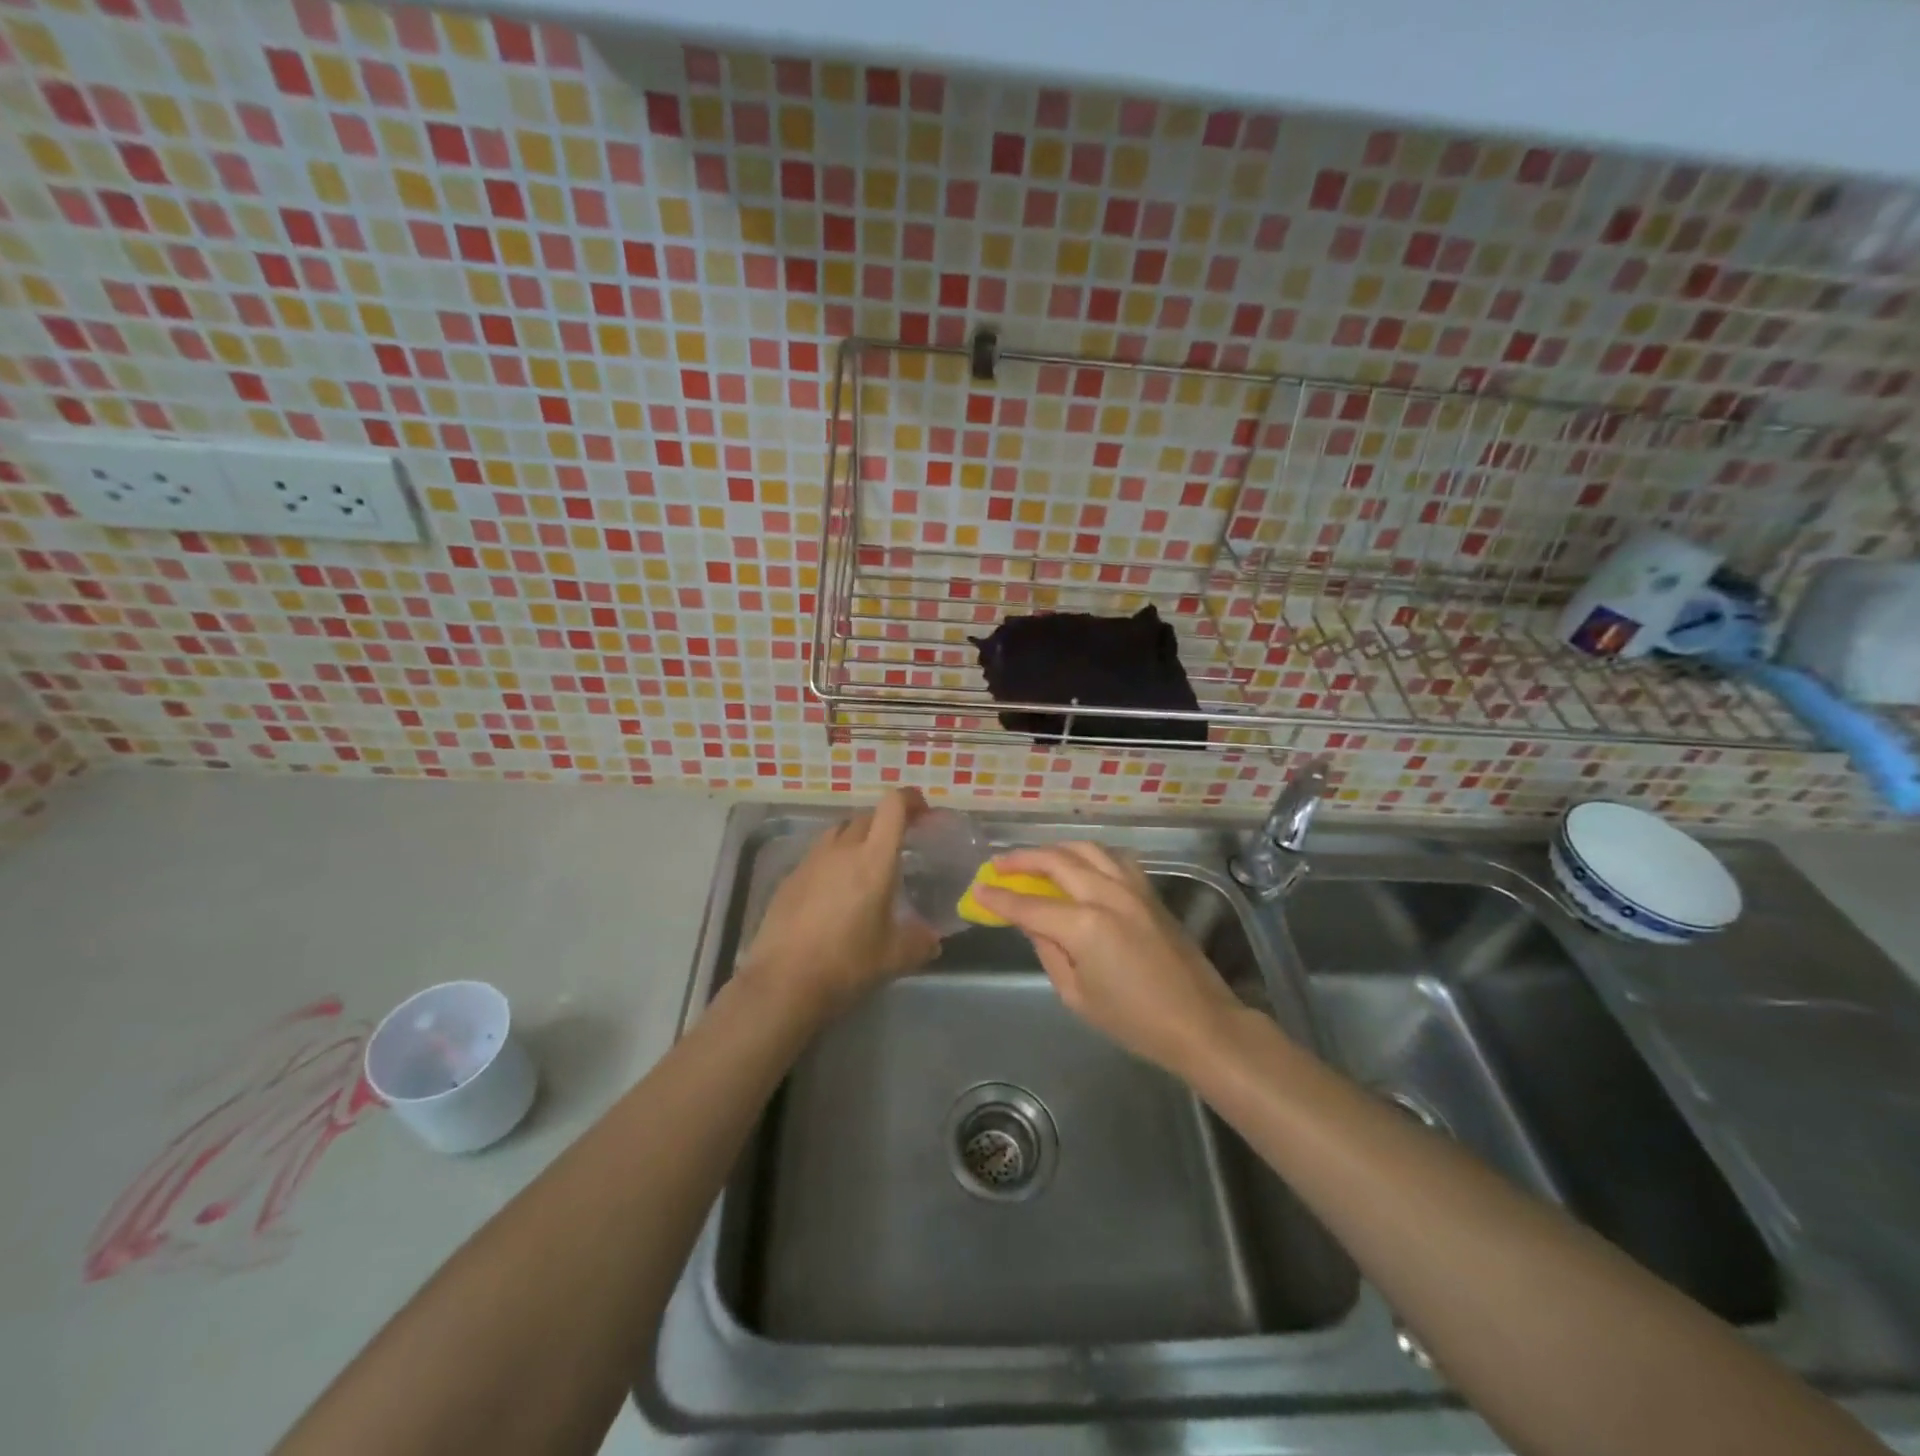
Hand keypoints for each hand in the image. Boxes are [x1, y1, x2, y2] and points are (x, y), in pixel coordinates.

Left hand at [737, 789, 940, 1019]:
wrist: (782, 983)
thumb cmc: (846, 964)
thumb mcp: (894, 957)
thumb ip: (919, 942)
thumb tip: (933, 939)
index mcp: (873, 860)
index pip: (893, 807)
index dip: (910, 799)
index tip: (922, 810)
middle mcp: (841, 850)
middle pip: (866, 817)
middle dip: (886, 822)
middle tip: (899, 845)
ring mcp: (810, 861)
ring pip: (838, 833)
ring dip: (856, 838)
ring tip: (865, 864)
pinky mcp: (789, 878)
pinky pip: (817, 855)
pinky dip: (832, 861)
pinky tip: (834, 891)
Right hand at [973, 842, 1243, 1074]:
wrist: (1199, 1022)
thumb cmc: (1134, 1021)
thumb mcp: (1077, 996)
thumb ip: (1050, 952)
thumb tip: (1032, 924)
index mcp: (1084, 925)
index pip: (1029, 904)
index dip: (999, 898)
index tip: (977, 889)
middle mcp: (1106, 894)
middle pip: (1056, 861)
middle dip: (1022, 860)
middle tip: (998, 864)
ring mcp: (1132, 888)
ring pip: (1086, 849)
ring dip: (1055, 850)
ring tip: (1035, 859)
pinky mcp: (1149, 891)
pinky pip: (1112, 858)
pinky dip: (1088, 854)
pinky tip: (1080, 865)